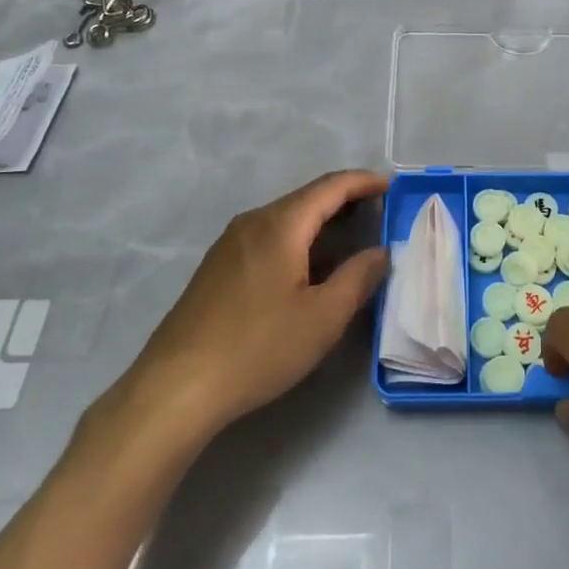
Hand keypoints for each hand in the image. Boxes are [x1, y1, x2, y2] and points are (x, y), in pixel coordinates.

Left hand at [102, 169, 390, 447]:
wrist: (176, 387)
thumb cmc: (258, 347)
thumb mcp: (323, 317)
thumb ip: (359, 277)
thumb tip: (381, 251)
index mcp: (281, 224)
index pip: (331, 186)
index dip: (364, 182)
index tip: (392, 186)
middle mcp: (253, 222)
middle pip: (307, 198)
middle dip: (345, 200)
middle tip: (378, 213)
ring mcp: (230, 243)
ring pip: (286, 218)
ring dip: (321, 221)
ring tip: (350, 238)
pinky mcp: (217, 267)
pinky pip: (268, 236)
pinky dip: (298, 238)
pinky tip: (307, 266)